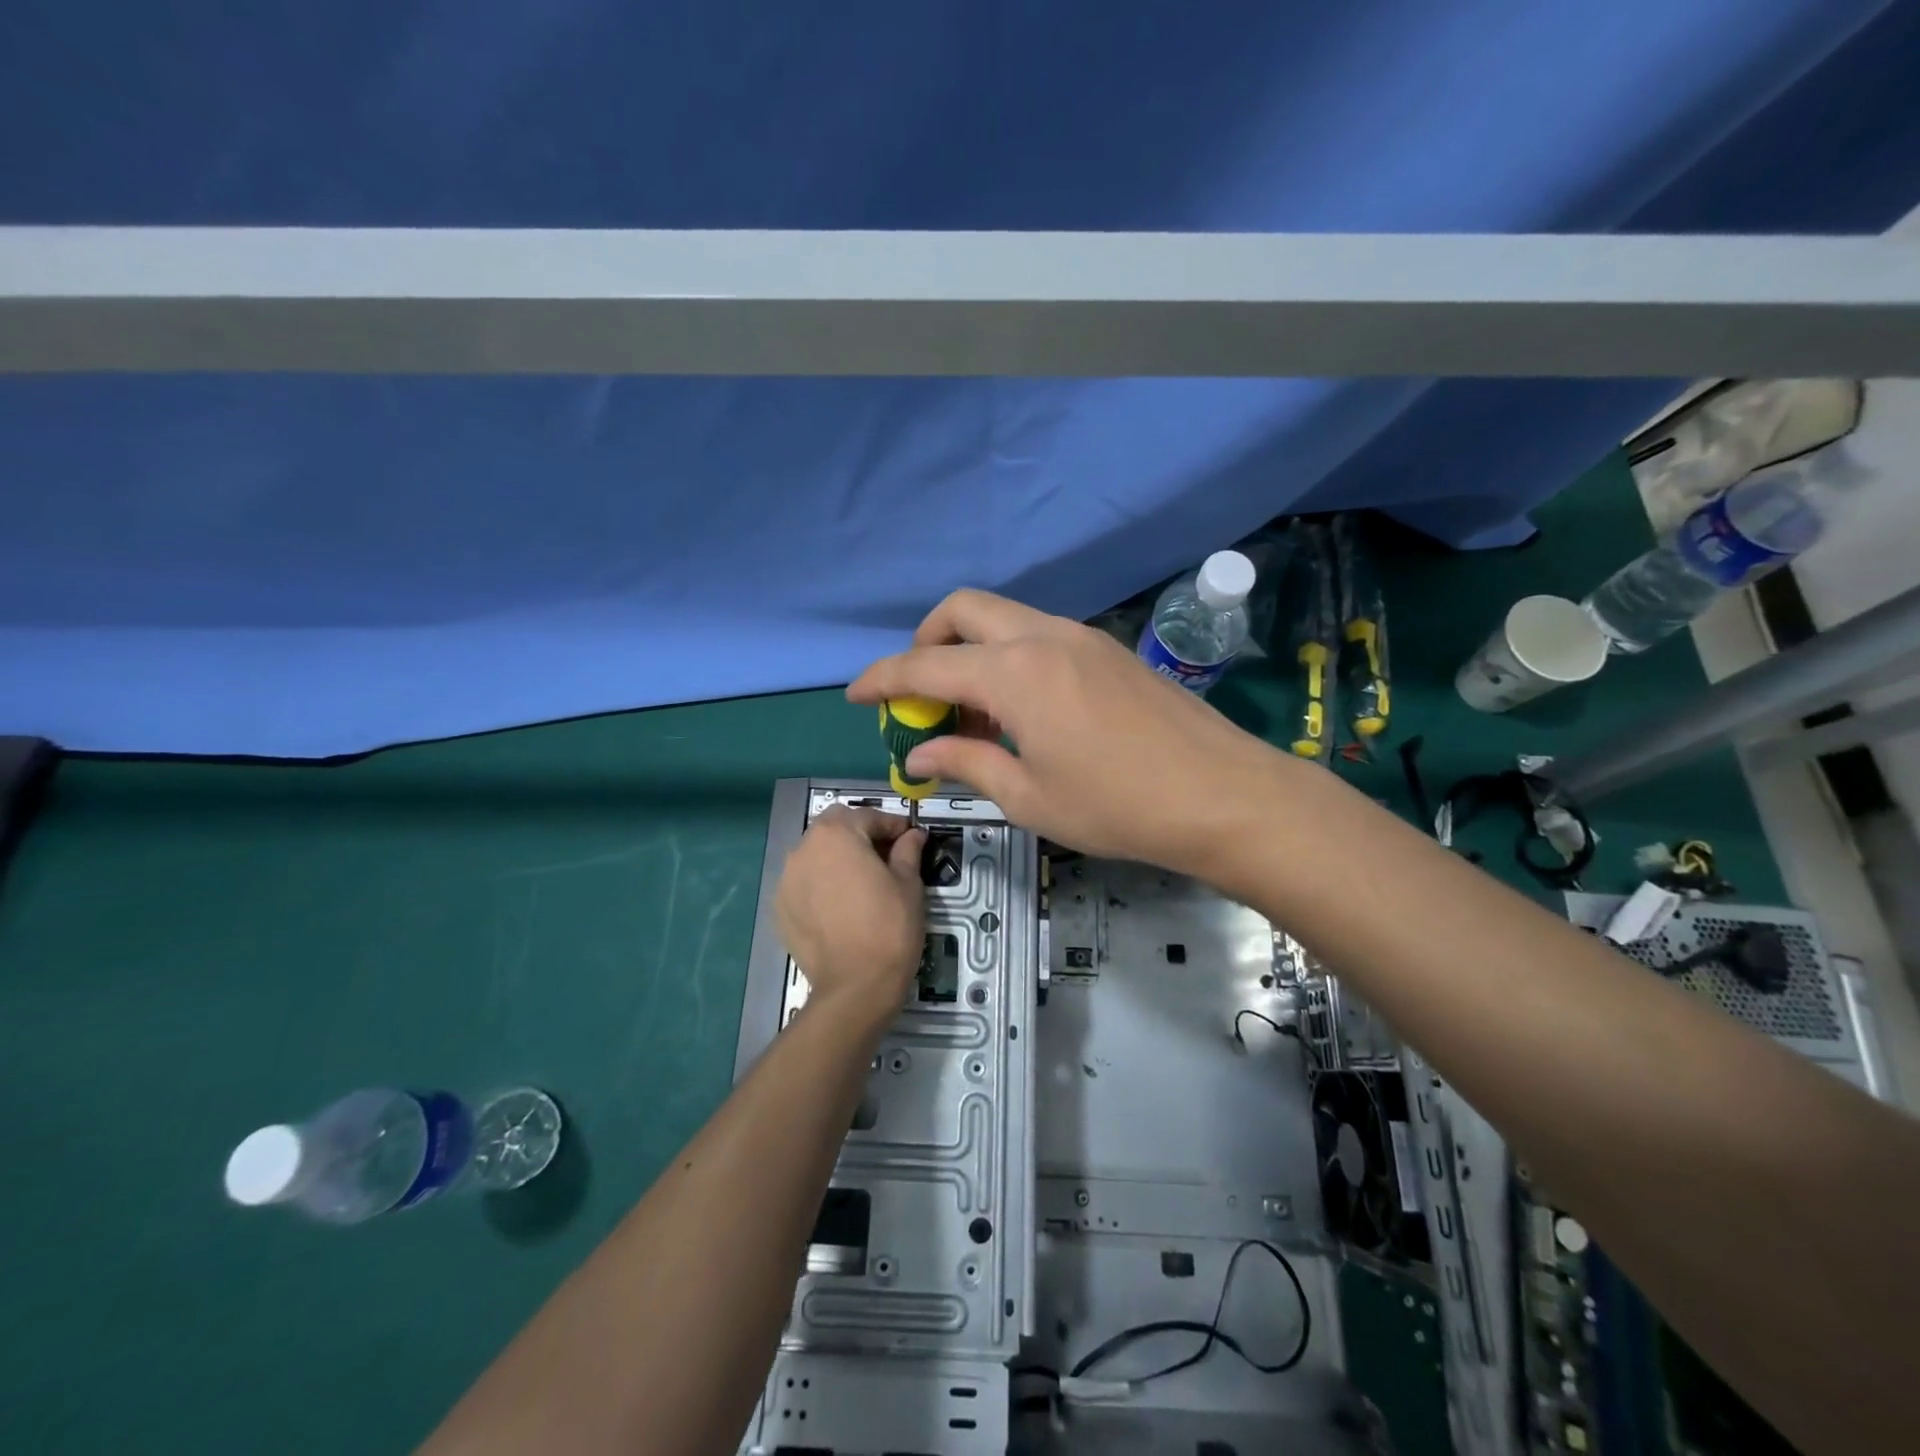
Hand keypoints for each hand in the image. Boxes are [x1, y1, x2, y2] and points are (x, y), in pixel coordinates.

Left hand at [775, 807, 926, 1016]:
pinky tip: (839, 904)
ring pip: (815, 854)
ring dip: (836, 858)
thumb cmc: (889, 927)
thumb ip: (907, 851)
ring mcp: (786, 879)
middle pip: (834, 828)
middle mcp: (804, 848)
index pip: (867, 816)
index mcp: (837, 834)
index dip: (892, 825)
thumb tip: (913, 835)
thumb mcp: (909, 884)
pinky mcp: (780, 907)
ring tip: (860, 880)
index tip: (909, 838)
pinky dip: (820, 883)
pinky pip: (803, 882)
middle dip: (859, 834)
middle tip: (884, 856)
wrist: (855, 986)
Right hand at [847, 590, 1287, 876]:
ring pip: (1003, 617)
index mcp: (1014, 673)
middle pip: (963, 610)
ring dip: (970, 650)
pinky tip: (1020, 709)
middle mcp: (1043, 637)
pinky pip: (1038, 635)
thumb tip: (918, 756)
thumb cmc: (1117, 806)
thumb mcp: (1029, 796)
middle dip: (926, 642)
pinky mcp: (1107, 649)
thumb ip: (966, 764)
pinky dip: (1008, 657)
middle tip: (919, 693)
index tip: (856, 695)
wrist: (1223, 795)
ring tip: (971, 713)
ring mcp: (1081, 636)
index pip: (926, 665)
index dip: (882, 679)